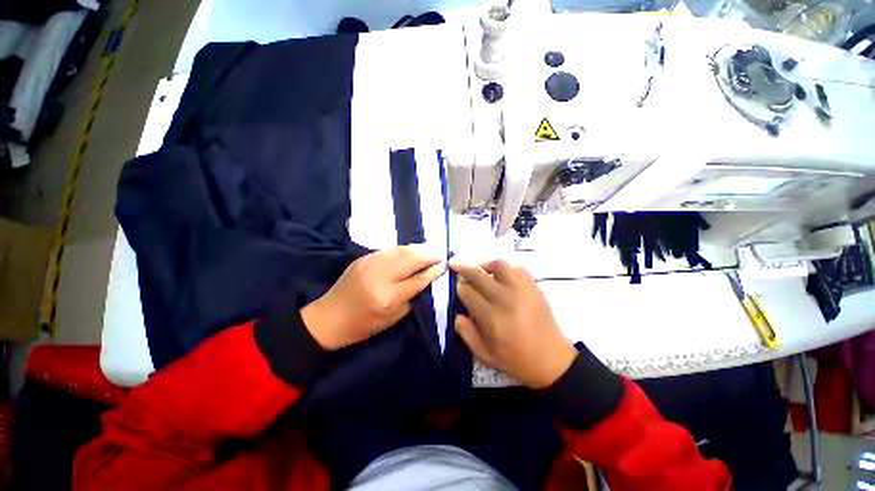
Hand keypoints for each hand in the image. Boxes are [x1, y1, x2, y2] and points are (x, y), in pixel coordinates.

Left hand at [302, 244, 445, 349]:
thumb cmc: (363, 325)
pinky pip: (390, 250)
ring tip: (430, 249)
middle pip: (411, 258)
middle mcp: (380, 276)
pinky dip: (405, 249)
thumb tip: (427, 279)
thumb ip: (412, 297)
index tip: (444, 264)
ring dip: (419, 248)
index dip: (433, 270)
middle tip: (441, 253)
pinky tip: (412, 250)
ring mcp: (370, 263)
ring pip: (401, 250)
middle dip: (429, 253)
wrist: (329, 317)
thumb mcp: (393, 318)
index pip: (418, 279)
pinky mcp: (364, 258)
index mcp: (388, 297)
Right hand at [450, 259, 577, 388]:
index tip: (457, 285)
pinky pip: (518, 268)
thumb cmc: (516, 360)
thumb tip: (457, 314)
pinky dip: (506, 268)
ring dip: (485, 264)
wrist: (552, 360)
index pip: (468, 292)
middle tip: (456, 264)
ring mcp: (522, 290)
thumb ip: (467, 334)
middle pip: (478, 275)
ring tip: (479, 268)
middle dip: (464, 268)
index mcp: (491, 318)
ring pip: (498, 266)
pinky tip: (501, 275)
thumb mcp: (485, 355)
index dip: (459, 286)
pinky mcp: (534, 287)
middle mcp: (505, 299)